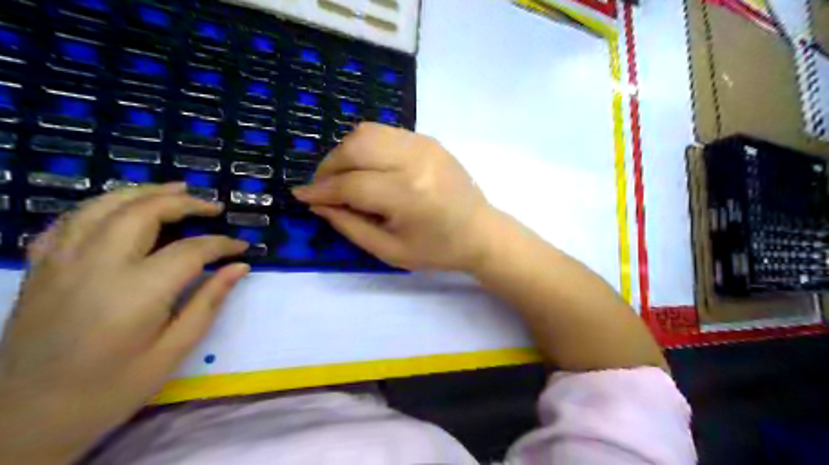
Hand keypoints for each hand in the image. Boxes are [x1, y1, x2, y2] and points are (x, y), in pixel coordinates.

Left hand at [0, 183, 249, 464]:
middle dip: (185, 202)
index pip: (190, 250)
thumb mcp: (173, 351)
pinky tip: (121, 209)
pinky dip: (101, 206)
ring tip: (176, 188)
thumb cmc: (111, 389)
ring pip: (104, 206)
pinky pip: (70, 220)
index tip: (242, 246)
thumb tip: (240, 267)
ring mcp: (61, 262)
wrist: (24, 419)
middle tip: (213, 206)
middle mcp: (96, 266)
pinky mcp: (40, 267)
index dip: (221, 244)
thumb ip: (208, 302)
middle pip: (144, 212)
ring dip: (144, 192)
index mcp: (135, 292)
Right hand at [295, 122, 494, 272]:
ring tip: (341, 176)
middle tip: (322, 187)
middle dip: (329, 166)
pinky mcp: (428, 139)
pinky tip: (366, 166)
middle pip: (356, 147)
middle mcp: (415, 160)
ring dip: (345, 152)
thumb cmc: (438, 250)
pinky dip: (366, 146)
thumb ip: (350, 226)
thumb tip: (318, 204)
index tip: (301, 196)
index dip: (321, 190)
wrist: (481, 232)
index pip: (351, 184)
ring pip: (367, 132)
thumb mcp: (390, 250)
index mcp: (408, 194)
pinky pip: (385, 133)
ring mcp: (424, 144)